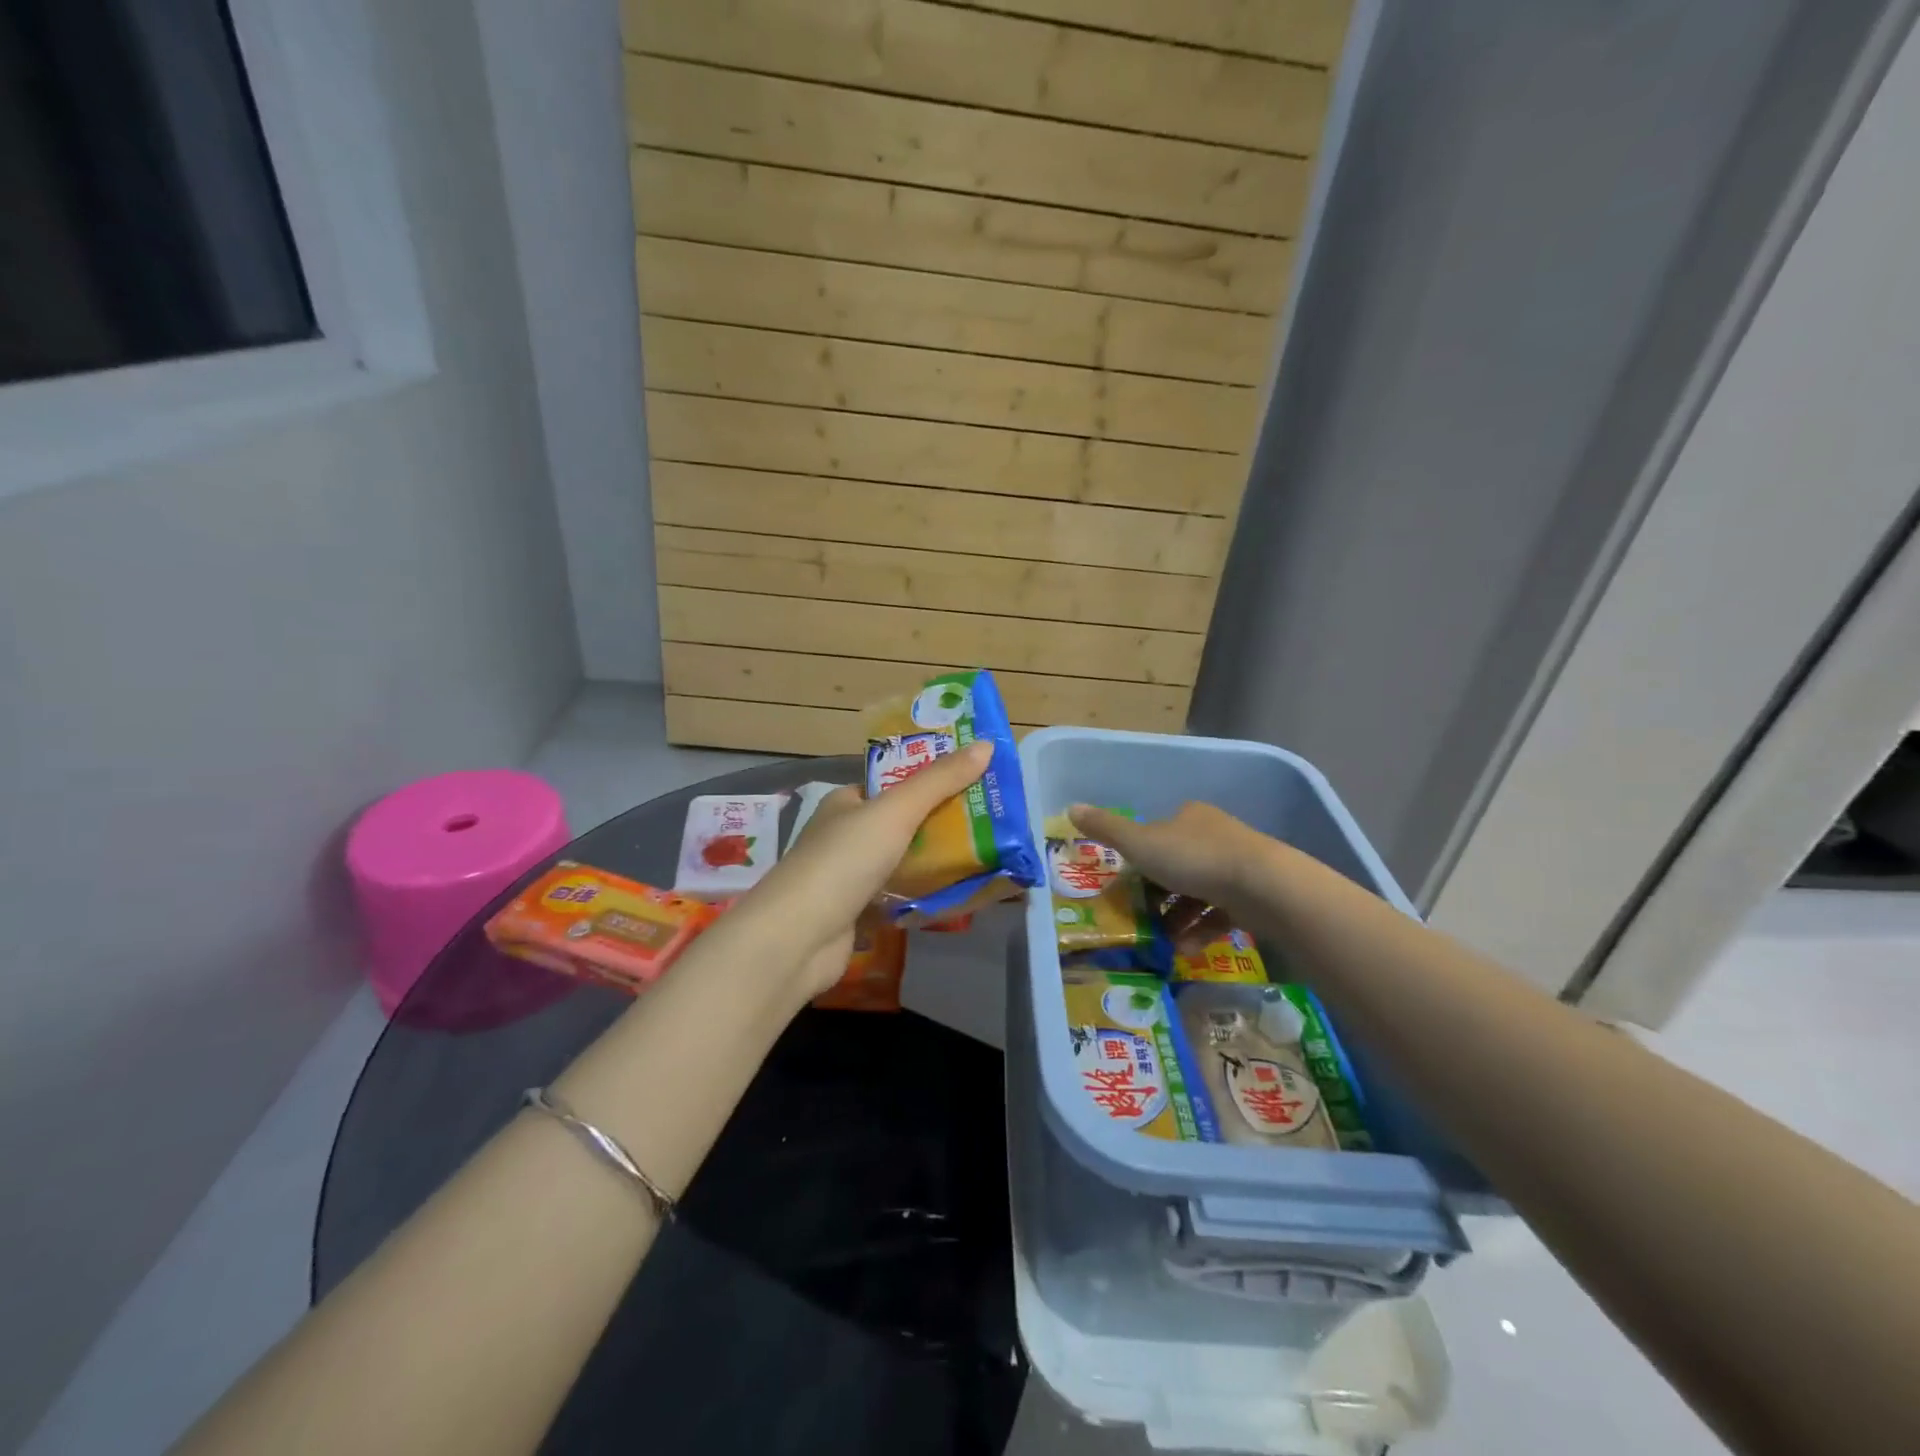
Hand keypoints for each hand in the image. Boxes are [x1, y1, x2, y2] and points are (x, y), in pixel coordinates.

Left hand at [731, 741, 993, 994]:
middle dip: (940, 822)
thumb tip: (986, 746)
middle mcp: (844, 835)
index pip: (891, 783)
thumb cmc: (844, 861)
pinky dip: (922, 895)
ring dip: (934, 860)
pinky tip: (955, 894)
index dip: (929, 779)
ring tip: (983, 855)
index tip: (972, 780)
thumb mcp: (896, 811)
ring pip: (901, 861)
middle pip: (901, 823)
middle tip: (987, 821)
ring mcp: (848, 876)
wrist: (799, 937)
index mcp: (846, 802)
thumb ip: (939, 781)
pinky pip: (898, 896)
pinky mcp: (855, 913)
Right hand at [1068, 802, 1269, 941]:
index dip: (1140, 859)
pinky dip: (1201, 931)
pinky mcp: (1255, 895)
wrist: (1263, 886)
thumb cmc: (1194, 858)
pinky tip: (1187, 949)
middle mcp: (1215, 835)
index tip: (1128, 886)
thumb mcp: (1140, 843)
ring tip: (1163, 942)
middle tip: (1142, 919)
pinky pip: (1220, 913)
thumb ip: (1106, 829)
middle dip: (1159, 896)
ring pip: (1199, 893)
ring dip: (1178, 919)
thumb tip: (1070, 808)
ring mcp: (1239, 865)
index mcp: (1189, 817)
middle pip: (1178, 865)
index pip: (1157, 835)